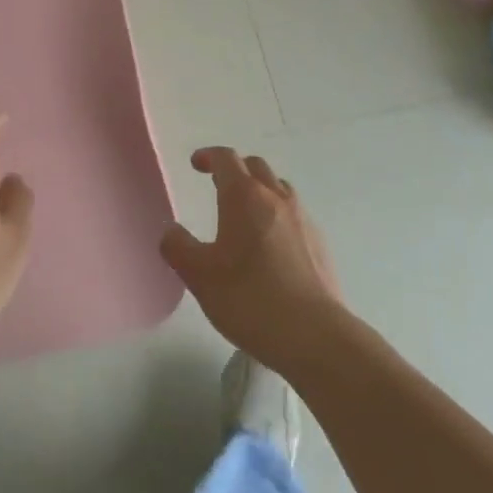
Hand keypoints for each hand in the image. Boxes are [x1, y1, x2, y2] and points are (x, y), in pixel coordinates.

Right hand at [159, 147, 343, 375]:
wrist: (315, 336)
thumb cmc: (250, 299)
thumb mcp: (199, 276)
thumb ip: (178, 248)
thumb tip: (171, 231)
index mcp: (244, 196)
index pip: (226, 158)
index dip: (209, 156)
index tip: (196, 164)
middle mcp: (276, 198)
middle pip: (256, 167)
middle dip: (236, 169)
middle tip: (219, 185)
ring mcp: (303, 220)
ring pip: (279, 189)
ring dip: (261, 190)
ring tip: (246, 214)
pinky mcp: (321, 245)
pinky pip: (295, 216)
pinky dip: (279, 216)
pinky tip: (272, 247)